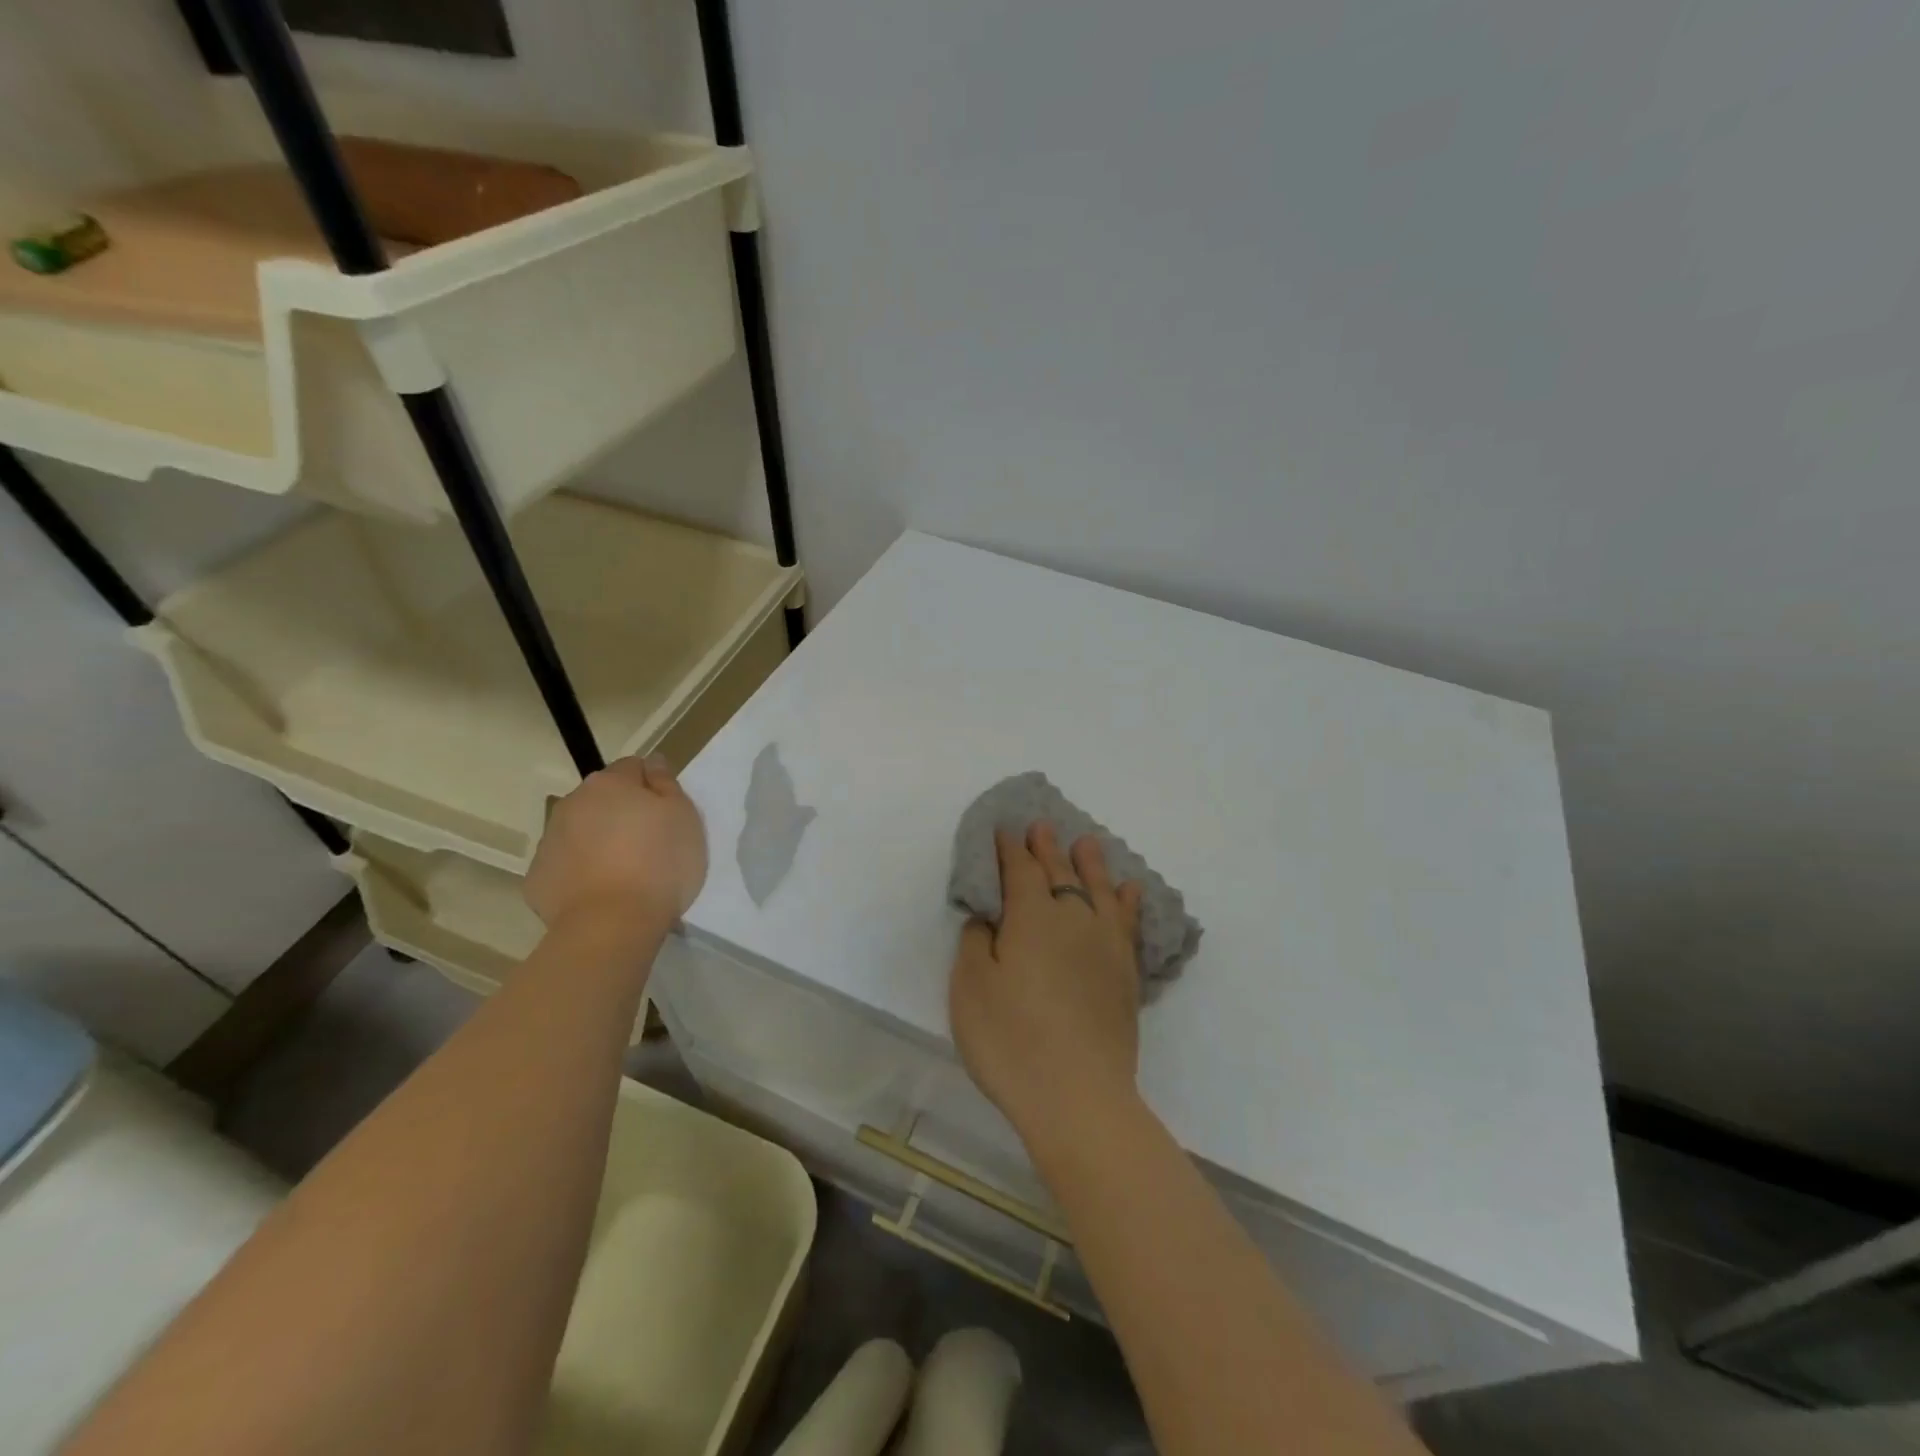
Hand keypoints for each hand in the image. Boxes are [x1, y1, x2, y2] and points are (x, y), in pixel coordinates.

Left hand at [525, 754, 707, 933]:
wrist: (611, 925)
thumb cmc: (659, 864)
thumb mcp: (684, 816)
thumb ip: (666, 783)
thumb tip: (652, 763)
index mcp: (609, 783)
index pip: (633, 767)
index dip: (652, 787)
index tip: (667, 814)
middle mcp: (572, 803)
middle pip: (602, 799)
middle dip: (622, 813)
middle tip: (649, 844)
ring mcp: (549, 840)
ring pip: (581, 831)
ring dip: (600, 841)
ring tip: (626, 873)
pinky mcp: (537, 878)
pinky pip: (566, 865)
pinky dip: (582, 872)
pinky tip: (602, 893)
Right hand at [950, 822, 1143, 1151]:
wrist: (1078, 1096)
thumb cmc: (1011, 1041)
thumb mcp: (970, 988)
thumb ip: (976, 941)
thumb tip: (989, 916)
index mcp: (1031, 917)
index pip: (1019, 870)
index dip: (1009, 848)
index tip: (1004, 829)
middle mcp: (1072, 918)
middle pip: (1059, 873)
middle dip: (1047, 847)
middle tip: (1042, 826)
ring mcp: (1105, 944)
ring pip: (1098, 889)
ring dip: (1090, 863)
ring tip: (1086, 842)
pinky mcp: (1125, 973)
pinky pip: (1127, 922)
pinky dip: (1127, 901)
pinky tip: (1129, 891)